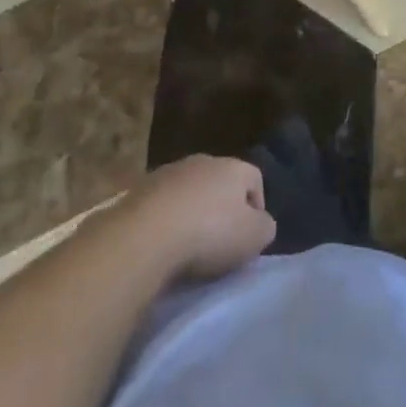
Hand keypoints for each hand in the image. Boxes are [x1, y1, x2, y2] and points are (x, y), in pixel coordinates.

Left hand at [120, 155, 276, 282]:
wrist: (145, 234)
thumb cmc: (209, 233)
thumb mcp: (253, 237)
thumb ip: (265, 227)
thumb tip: (261, 223)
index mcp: (233, 167)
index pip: (254, 178)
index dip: (257, 207)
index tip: (250, 237)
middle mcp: (202, 161)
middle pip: (220, 182)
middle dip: (222, 208)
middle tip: (220, 242)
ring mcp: (168, 172)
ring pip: (189, 190)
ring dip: (191, 212)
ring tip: (188, 246)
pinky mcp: (140, 189)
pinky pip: (162, 204)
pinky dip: (165, 220)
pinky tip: (163, 244)